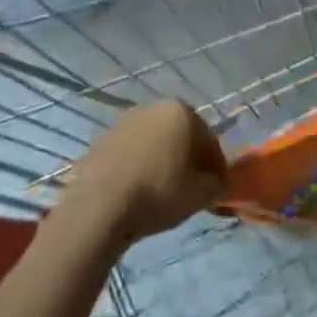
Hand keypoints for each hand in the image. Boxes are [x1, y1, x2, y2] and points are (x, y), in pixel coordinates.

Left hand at [61, 101, 226, 251]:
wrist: (100, 207)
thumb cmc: (158, 193)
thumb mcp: (199, 195)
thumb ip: (215, 185)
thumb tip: (215, 182)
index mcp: (182, 112)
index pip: (209, 141)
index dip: (216, 166)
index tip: (216, 188)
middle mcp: (153, 109)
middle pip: (180, 136)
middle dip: (187, 158)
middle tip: (190, 187)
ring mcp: (123, 123)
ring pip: (152, 143)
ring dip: (160, 161)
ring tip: (160, 192)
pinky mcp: (100, 141)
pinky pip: (128, 154)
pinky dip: (136, 167)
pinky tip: (135, 192)